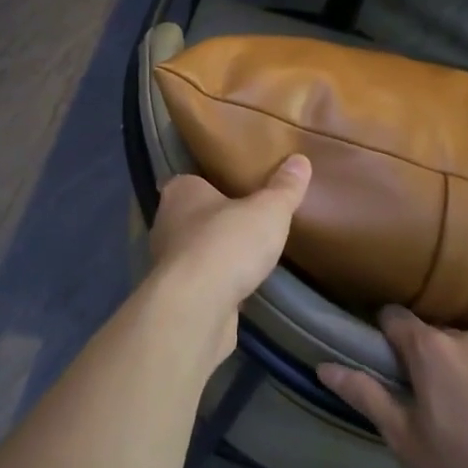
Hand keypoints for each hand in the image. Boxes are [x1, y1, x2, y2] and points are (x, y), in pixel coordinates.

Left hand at [148, 156, 311, 364]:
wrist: (196, 307)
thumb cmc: (227, 243)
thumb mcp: (268, 210)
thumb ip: (284, 188)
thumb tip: (301, 160)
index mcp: (180, 192)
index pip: (191, 179)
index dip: (211, 182)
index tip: (235, 186)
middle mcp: (166, 222)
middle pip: (192, 215)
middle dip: (215, 218)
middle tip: (248, 218)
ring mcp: (167, 262)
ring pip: (193, 249)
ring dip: (215, 253)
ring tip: (248, 253)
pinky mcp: (176, 295)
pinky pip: (199, 281)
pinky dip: (215, 282)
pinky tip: (239, 285)